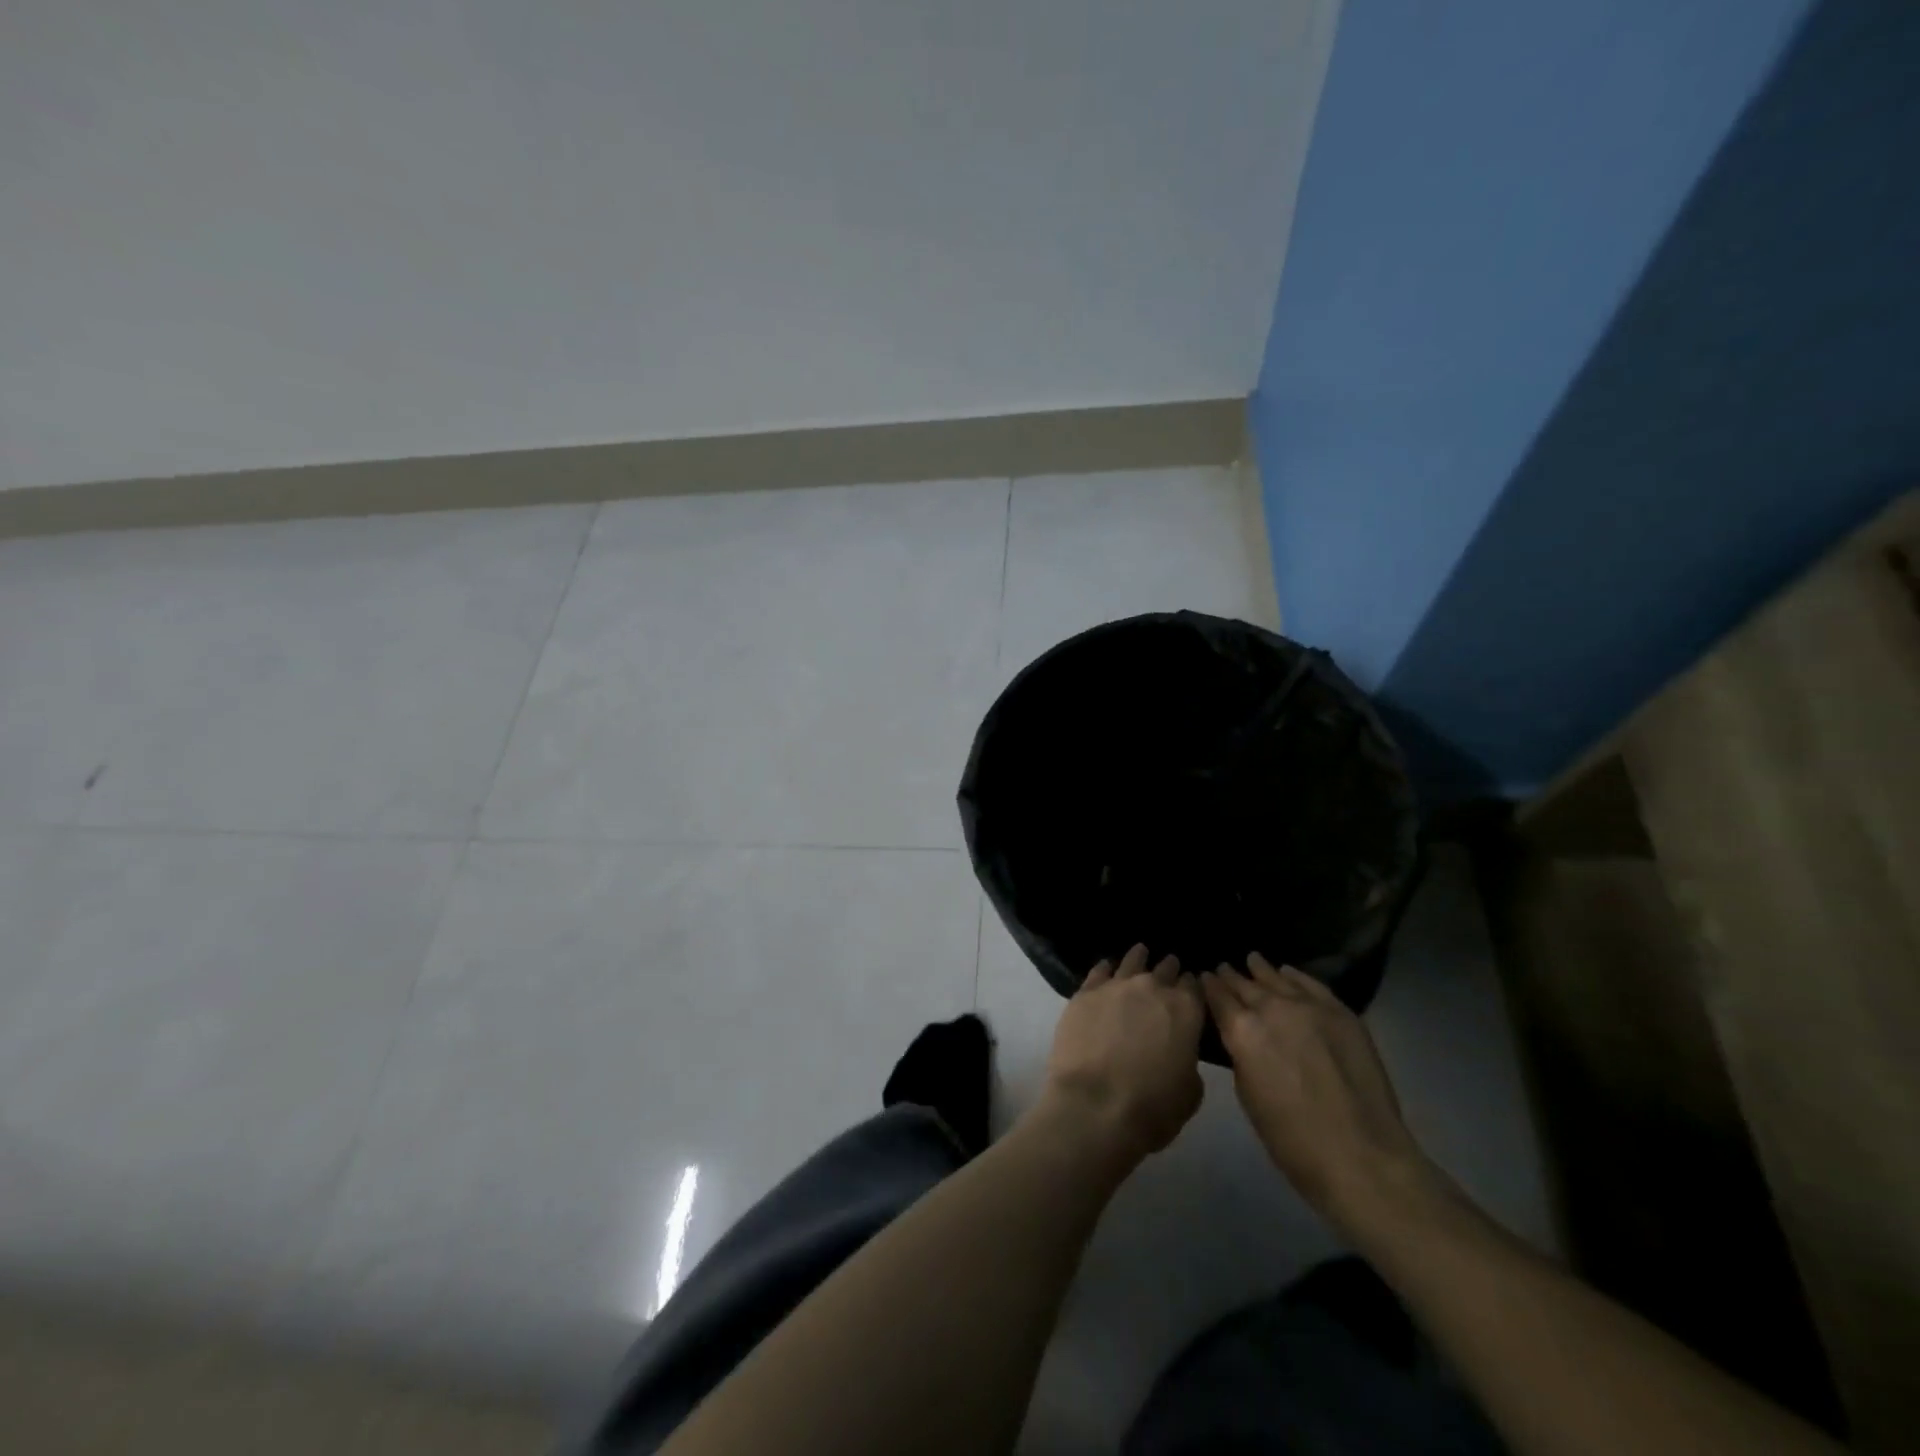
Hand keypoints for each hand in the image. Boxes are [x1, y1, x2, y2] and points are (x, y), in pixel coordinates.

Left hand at [1041, 944, 1204, 1162]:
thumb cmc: (1152, 1107)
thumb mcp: (1189, 1092)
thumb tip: (1178, 1051)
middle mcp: (1152, 988)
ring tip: (1140, 952)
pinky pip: (1098, 971)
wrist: (1095, 1105)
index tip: (1190, 988)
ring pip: (1131, 962)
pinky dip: (1105, 968)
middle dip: (1169, 970)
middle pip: (1165, 970)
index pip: (1194, 987)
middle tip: (1170, 968)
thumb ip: (1187, 1061)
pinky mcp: (1085, 993)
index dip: (1193, 987)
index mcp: (1185, 1011)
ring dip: (1138, 958)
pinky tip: (1106, 967)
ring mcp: (1116, 986)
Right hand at [1201, 954, 1431, 1232]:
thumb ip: (1241, 1056)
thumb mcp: (1248, 1096)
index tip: (1204, 977)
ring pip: (1277, 979)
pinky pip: (1312, 985)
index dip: (1209, 986)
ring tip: (1252, 959)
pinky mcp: (1341, 1013)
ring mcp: (1309, 1007)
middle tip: (1223, 968)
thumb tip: (1241, 1040)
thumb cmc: (1292, 1140)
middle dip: (1232, 977)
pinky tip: (1288, 971)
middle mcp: (1271, 1009)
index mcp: (1242, 1031)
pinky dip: (1296, 976)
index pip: (1218, 997)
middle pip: (1245, 985)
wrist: (1361, 1156)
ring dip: (1261, 970)